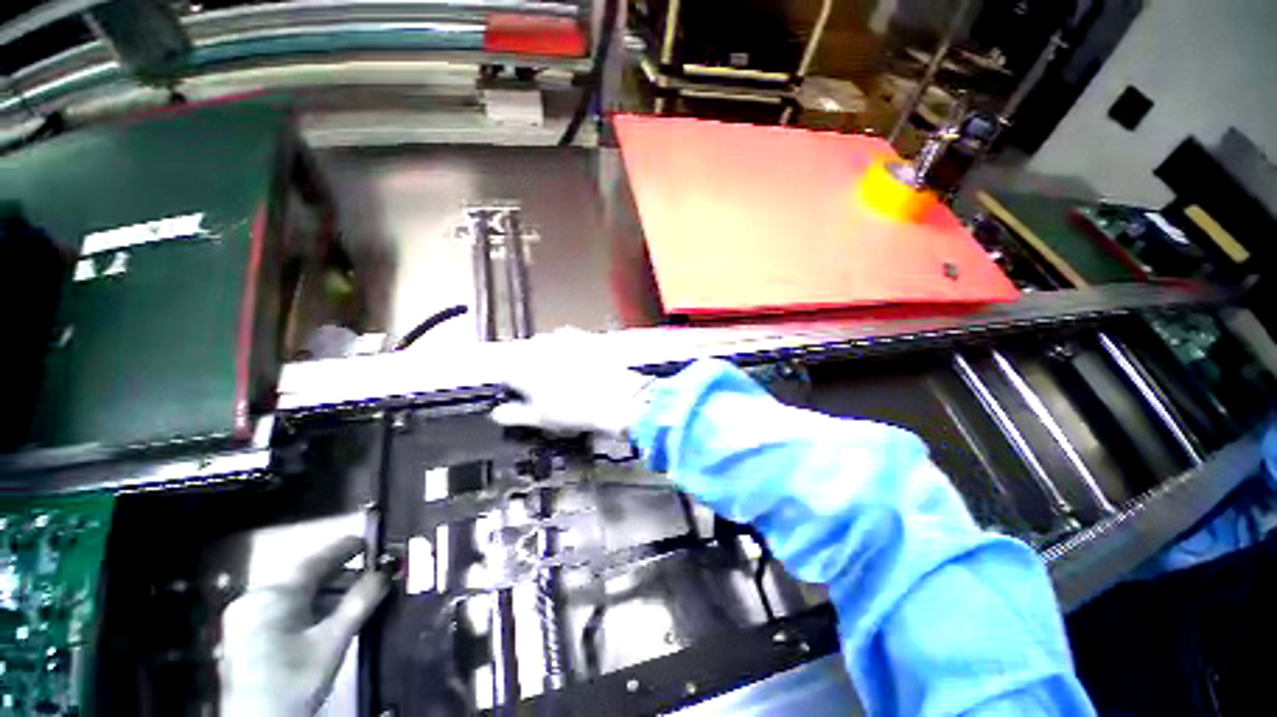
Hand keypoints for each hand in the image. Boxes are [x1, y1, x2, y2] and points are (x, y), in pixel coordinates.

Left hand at [219, 536, 388, 716]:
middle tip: (369, 574)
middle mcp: (255, 598)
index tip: (371, 541)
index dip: (345, 548)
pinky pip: (283, 608)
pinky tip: (326, 617)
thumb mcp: (334, 641)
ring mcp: (245, 618)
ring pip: (294, 594)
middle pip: (304, 577)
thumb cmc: (296, 680)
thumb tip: (386, 572)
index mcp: (273, 594)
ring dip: (327, 593)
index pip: (316, 559)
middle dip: (339, 574)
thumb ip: (361, 601)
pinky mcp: (244, 636)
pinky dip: (309, 607)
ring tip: (354, 597)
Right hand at [490, 329, 654, 438]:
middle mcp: (537, 346)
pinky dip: (569, 349)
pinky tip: (580, 363)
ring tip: (566, 374)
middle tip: (547, 386)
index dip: (514, 385)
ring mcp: (561, 337)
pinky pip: (568, 339)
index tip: (523, 394)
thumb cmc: (575, 411)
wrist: (617, 396)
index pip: (506, 373)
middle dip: (531, 367)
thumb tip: (498, 413)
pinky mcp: (582, 334)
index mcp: (521, 368)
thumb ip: (515, 415)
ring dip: (550, 356)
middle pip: (525, 355)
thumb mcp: (541, 419)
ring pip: (546, 345)